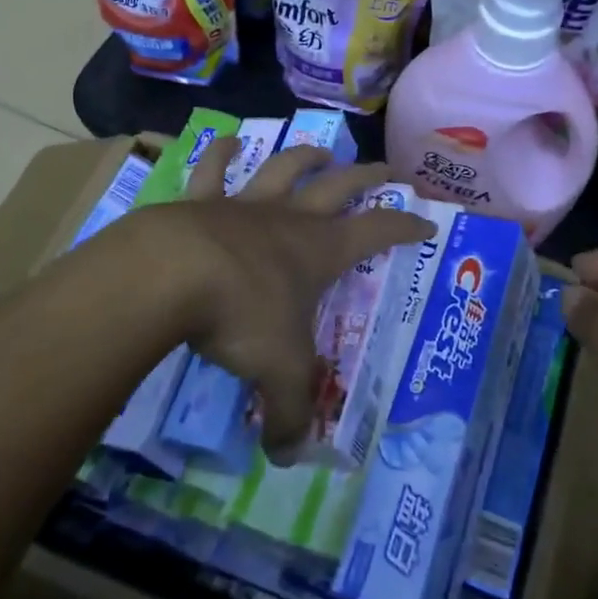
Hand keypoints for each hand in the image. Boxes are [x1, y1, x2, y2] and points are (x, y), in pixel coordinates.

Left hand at [140, 137, 433, 456]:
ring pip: (284, 168)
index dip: (404, 226)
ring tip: (320, 149)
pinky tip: (228, 141)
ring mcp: (244, 203)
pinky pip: (213, 169)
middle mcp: (289, 220)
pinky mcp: (200, 200)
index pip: (377, 232)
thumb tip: (288, 456)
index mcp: (319, 252)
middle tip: (385, 168)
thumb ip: (288, 414)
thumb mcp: (277, 373)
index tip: (425, 222)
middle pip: (338, 186)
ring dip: (305, 156)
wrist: (172, 273)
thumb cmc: (240, 316)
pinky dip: (221, 153)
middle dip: (366, 176)